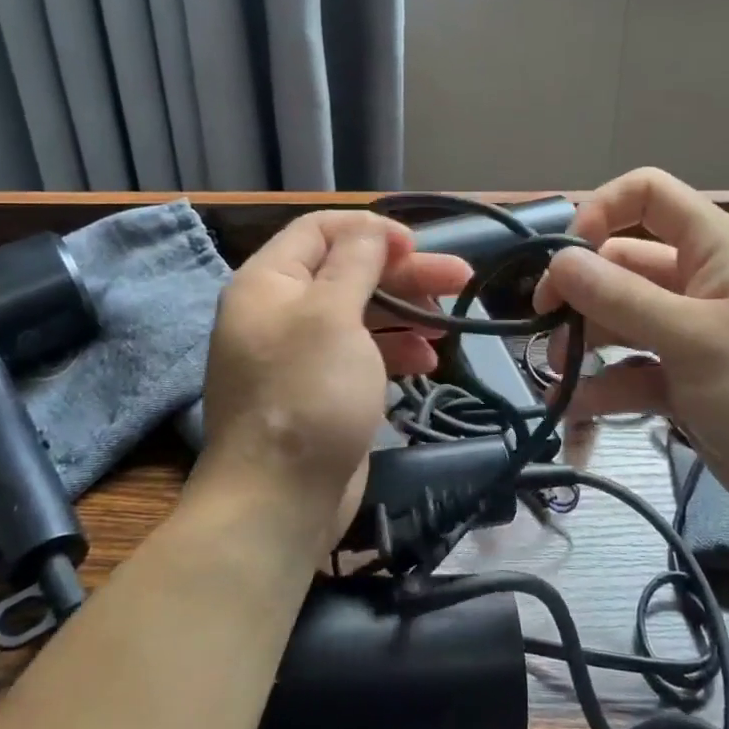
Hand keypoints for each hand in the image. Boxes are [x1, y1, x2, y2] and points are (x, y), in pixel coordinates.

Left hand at [197, 211, 470, 547]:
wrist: (280, 500)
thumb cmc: (307, 393)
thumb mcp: (332, 314)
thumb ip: (355, 263)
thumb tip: (371, 229)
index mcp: (269, 282)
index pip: (319, 229)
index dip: (370, 230)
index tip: (416, 244)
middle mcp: (281, 310)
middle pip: (348, 271)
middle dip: (403, 272)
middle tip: (459, 276)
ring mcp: (301, 353)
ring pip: (360, 312)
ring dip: (406, 312)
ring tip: (447, 323)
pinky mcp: (321, 389)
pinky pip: (361, 353)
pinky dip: (394, 349)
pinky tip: (428, 360)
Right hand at [534, 168, 728, 537]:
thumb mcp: (696, 339)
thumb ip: (621, 298)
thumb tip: (558, 262)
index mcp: (713, 248)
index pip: (647, 195)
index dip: (600, 211)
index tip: (565, 257)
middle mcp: (698, 281)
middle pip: (620, 265)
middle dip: (579, 293)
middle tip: (543, 327)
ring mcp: (690, 334)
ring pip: (619, 322)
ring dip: (584, 347)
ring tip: (557, 381)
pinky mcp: (686, 382)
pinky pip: (632, 373)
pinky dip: (605, 390)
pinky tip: (579, 417)